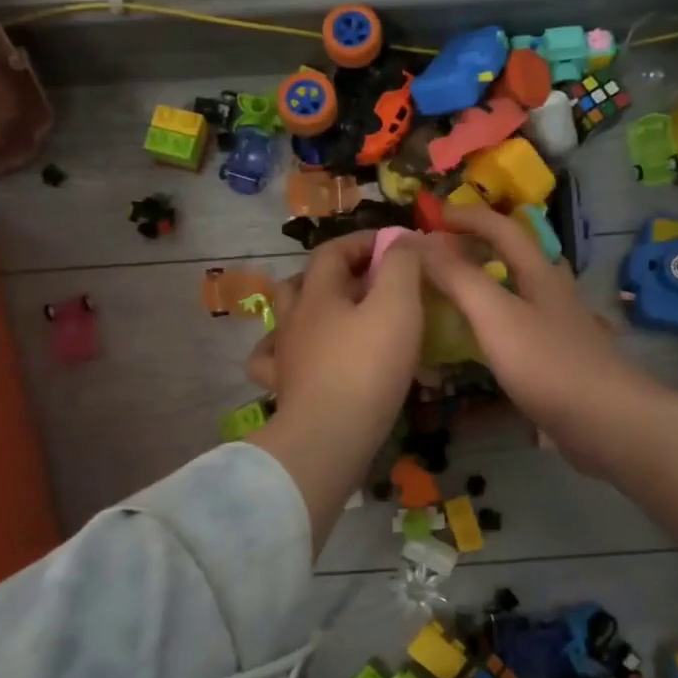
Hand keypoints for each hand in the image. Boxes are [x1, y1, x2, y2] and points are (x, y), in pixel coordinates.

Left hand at [248, 231, 423, 545]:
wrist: (329, 437)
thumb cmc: (367, 367)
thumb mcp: (397, 306)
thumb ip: (402, 266)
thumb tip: (402, 240)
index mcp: (318, 293)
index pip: (333, 250)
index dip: (363, 241)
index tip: (395, 246)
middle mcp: (293, 318)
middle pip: (306, 280)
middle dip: (338, 273)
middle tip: (372, 282)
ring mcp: (284, 355)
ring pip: (288, 317)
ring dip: (312, 307)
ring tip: (341, 315)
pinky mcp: (284, 389)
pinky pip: (274, 360)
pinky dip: (286, 350)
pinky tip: (301, 355)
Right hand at [412, 204, 660, 472]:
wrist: (607, 421)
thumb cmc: (547, 364)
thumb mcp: (495, 315)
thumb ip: (458, 277)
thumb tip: (420, 241)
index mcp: (540, 274)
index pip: (502, 228)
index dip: (468, 216)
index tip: (432, 217)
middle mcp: (555, 294)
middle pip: (520, 256)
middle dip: (484, 244)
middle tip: (446, 251)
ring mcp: (563, 328)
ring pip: (526, 292)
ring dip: (495, 282)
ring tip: (462, 293)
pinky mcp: (565, 360)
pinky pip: (527, 327)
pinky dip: (503, 321)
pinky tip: (491, 342)